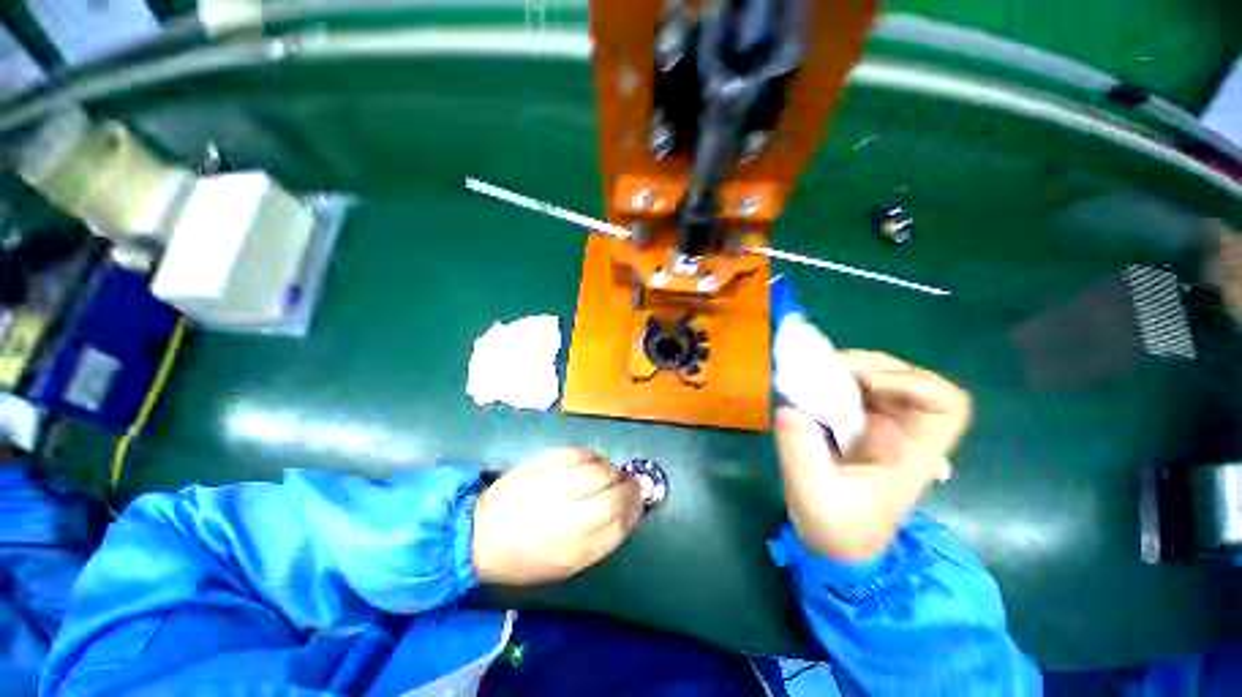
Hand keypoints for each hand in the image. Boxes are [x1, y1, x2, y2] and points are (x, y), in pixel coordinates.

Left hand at [472, 448, 642, 584]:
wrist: (478, 536)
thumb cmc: (522, 557)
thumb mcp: (563, 565)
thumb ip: (598, 541)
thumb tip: (625, 514)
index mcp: (575, 550)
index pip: (620, 524)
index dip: (635, 510)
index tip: (638, 502)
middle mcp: (569, 518)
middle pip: (615, 496)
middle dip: (630, 487)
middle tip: (629, 483)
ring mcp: (555, 487)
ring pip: (600, 470)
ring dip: (611, 470)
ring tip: (607, 473)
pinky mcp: (542, 465)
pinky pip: (579, 453)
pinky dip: (590, 456)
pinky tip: (588, 462)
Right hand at [775, 350, 971, 561]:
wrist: (837, 544)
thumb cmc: (836, 528)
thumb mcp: (812, 495)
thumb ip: (801, 452)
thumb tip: (789, 408)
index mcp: (911, 454)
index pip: (946, 405)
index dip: (914, 382)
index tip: (864, 382)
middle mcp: (905, 434)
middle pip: (913, 379)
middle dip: (872, 364)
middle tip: (829, 368)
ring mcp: (883, 427)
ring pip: (883, 378)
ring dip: (850, 368)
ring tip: (816, 373)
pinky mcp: (860, 425)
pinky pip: (855, 389)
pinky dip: (835, 379)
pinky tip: (812, 385)